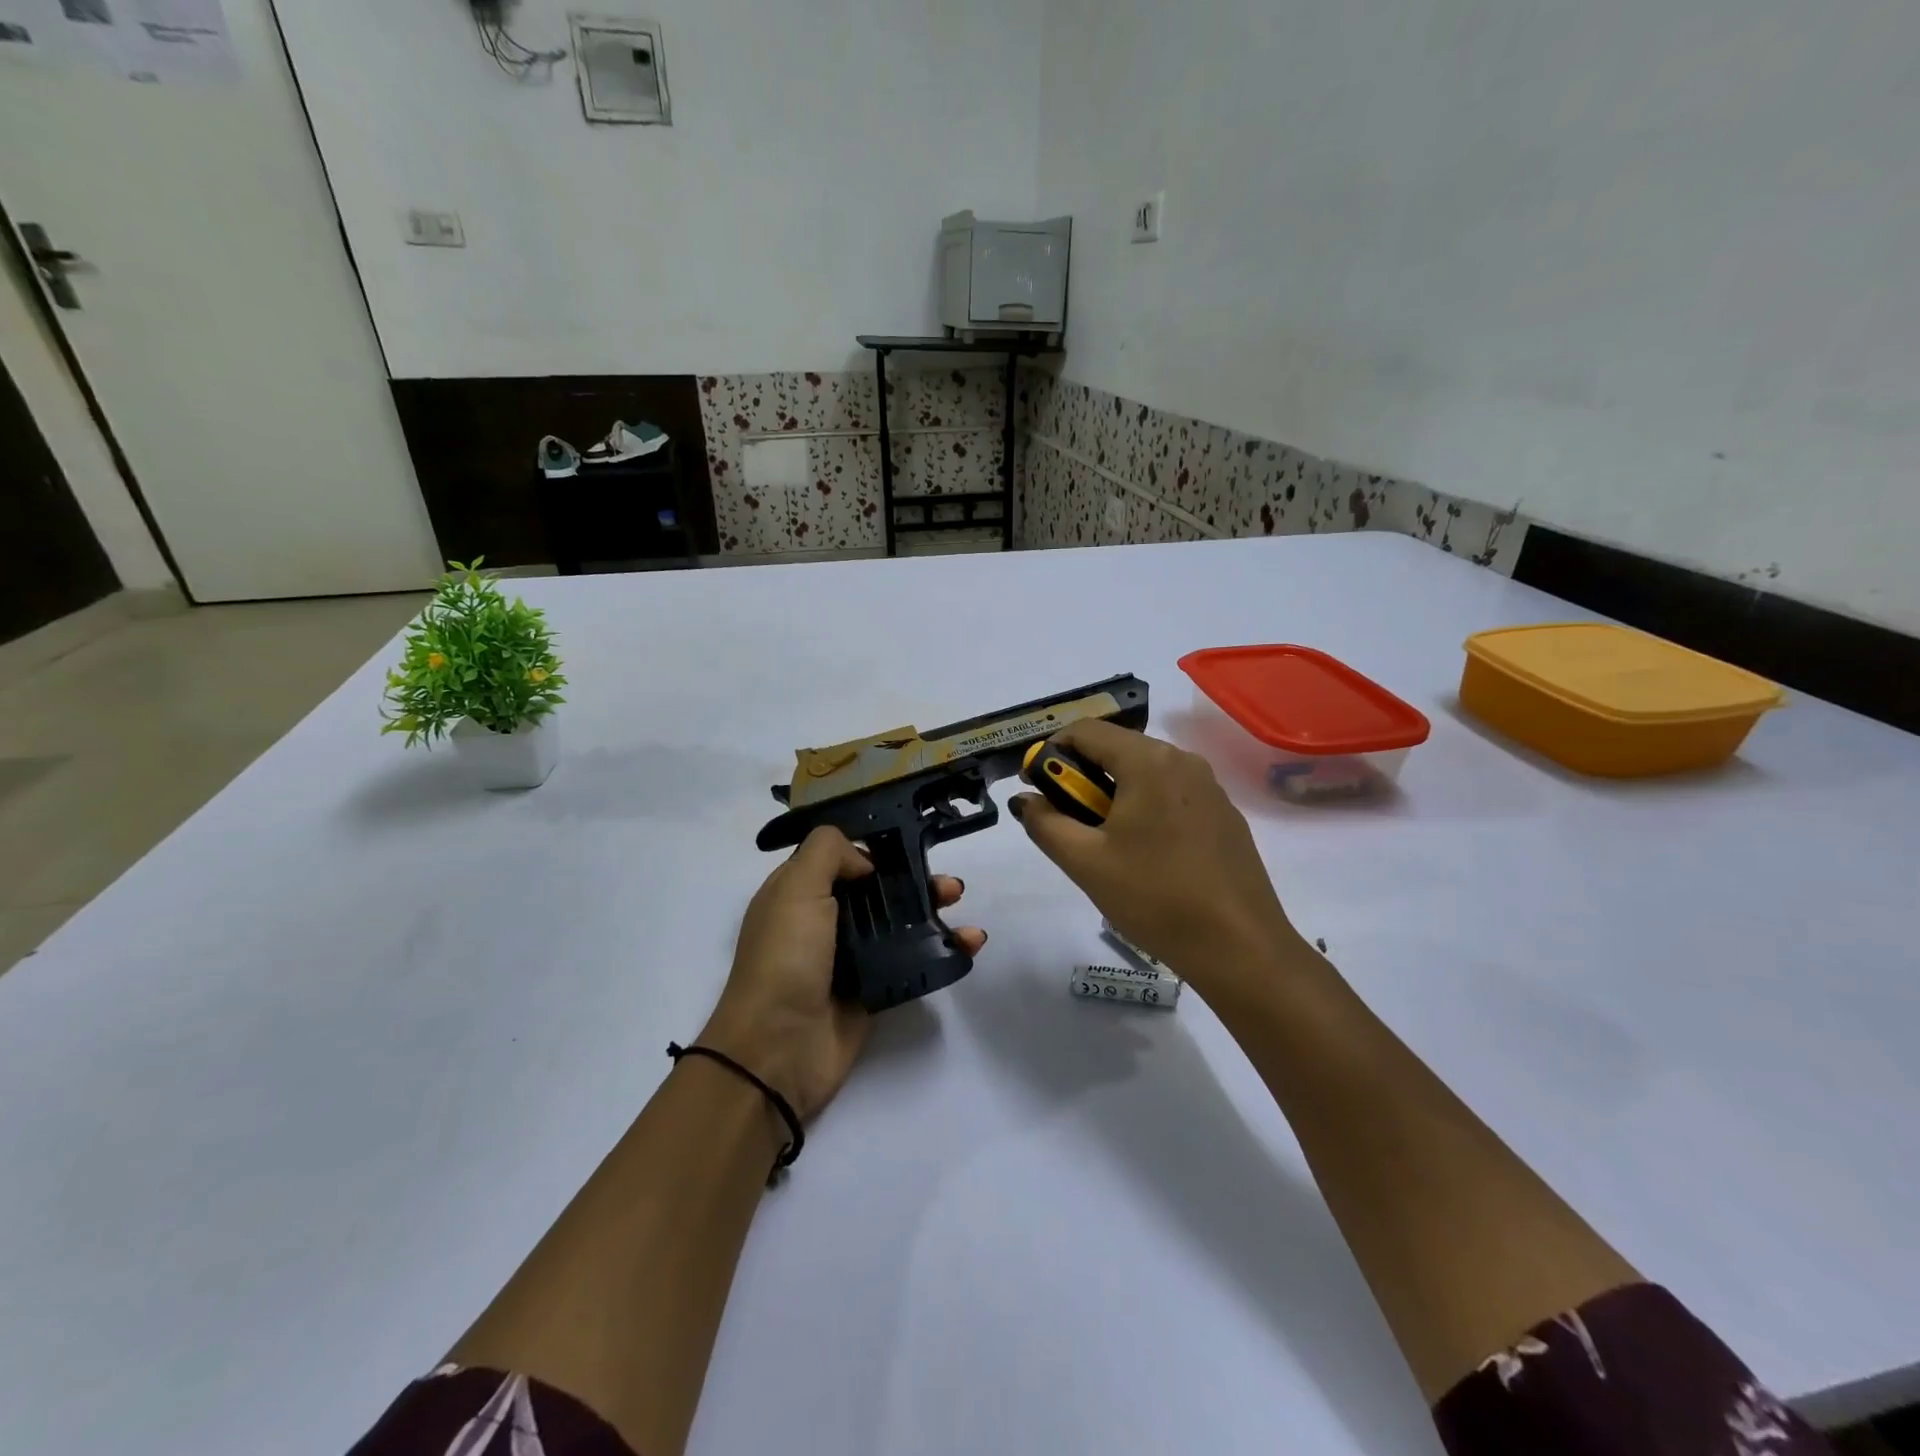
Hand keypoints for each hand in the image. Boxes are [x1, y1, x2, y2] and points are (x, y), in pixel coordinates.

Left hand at [700, 826, 984, 1123]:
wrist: (778, 1049)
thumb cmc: (785, 957)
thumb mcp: (795, 887)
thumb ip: (828, 852)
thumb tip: (866, 863)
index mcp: (798, 892)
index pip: (841, 858)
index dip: (875, 850)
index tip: (909, 846)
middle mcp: (823, 921)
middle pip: (878, 890)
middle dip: (916, 880)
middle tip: (947, 884)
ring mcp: (850, 957)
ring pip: (900, 923)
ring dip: (934, 910)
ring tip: (959, 903)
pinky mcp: (874, 989)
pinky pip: (913, 961)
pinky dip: (944, 949)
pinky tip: (970, 941)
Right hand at [1011, 720, 1300, 991]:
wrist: (1240, 947)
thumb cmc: (1154, 897)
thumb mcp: (1085, 863)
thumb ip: (1046, 823)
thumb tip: (1026, 800)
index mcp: (1148, 761)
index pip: (1085, 731)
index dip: (1051, 752)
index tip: (1036, 788)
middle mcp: (1183, 760)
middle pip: (1117, 748)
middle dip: (1081, 776)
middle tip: (1065, 819)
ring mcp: (1210, 787)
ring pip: (1145, 772)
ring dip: (1112, 793)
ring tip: (1101, 841)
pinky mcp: (1225, 815)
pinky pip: (1172, 794)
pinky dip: (1145, 807)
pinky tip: (1144, 854)